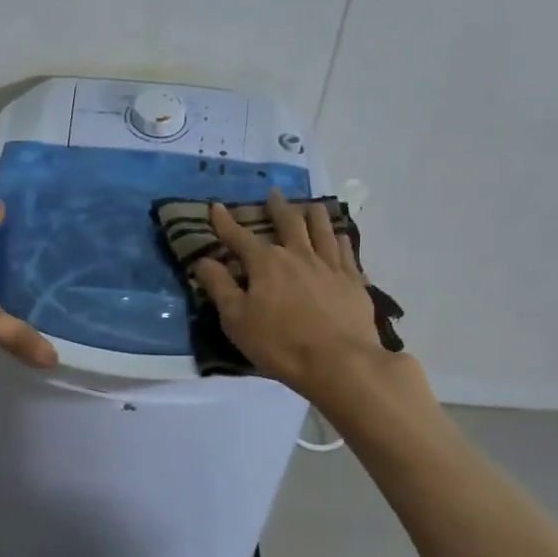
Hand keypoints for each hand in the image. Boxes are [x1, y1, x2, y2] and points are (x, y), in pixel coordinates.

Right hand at [192, 189, 389, 399]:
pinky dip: (341, 240)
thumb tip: (203, 260)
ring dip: (314, 215)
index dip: (225, 223)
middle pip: (287, 223)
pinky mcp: (353, 281)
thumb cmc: (280, 343)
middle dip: (277, 207)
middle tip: (274, 194)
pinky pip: (347, 252)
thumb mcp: (236, 319)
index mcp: (266, 263)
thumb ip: (219, 286)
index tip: (216, 207)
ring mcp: (329, 265)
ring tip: (311, 206)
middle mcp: (298, 254)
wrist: (339, 362)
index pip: (239, 237)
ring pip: (322, 230)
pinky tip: (341, 236)